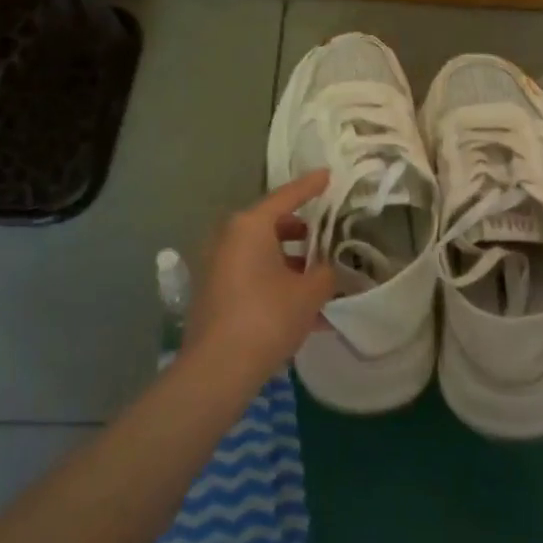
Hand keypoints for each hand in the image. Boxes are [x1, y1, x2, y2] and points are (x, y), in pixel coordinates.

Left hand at [182, 171, 337, 385]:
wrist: (219, 368)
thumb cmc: (268, 317)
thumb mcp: (310, 293)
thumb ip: (325, 273)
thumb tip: (326, 270)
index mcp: (249, 226)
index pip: (286, 197)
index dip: (310, 186)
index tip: (328, 175)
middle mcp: (228, 238)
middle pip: (271, 225)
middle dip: (301, 232)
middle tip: (325, 236)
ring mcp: (217, 266)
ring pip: (262, 253)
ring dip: (290, 262)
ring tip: (320, 278)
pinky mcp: (214, 292)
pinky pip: (252, 276)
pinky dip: (276, 282)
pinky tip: (303, 310)